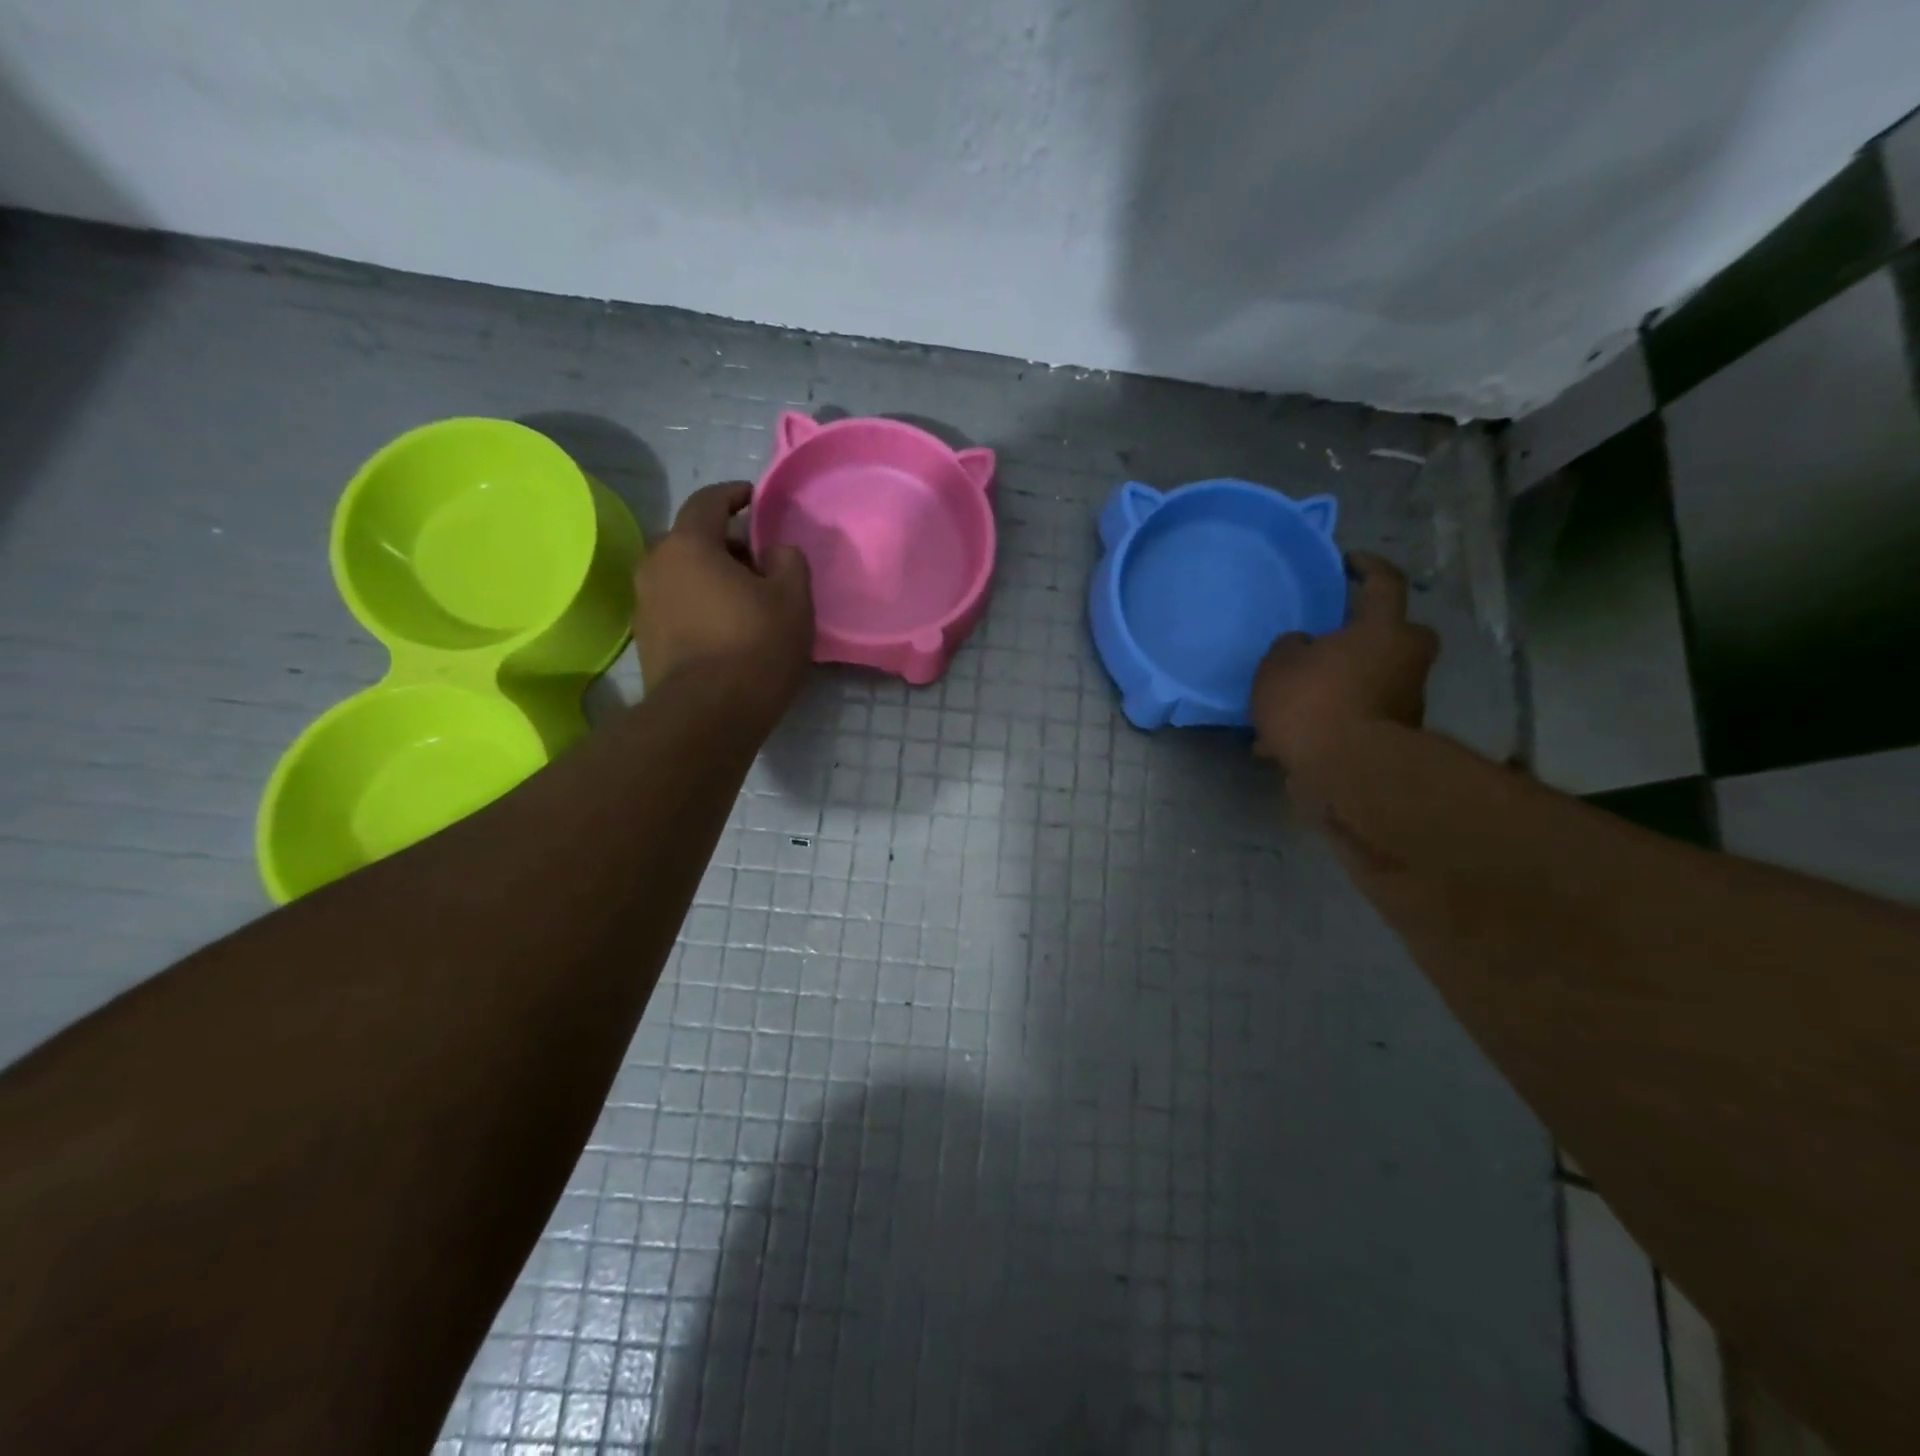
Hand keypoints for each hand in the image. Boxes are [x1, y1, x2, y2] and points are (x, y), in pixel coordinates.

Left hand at [633, 483, 813, 725]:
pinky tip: (726, 630)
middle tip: (758, 563)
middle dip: (725, 544)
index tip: (753, 498)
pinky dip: (699, 605)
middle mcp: (655, 566)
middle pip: (691, 540)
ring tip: (745, 600)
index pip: (708, 502)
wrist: (707, 716)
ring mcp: (645, 606)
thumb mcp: (793, 599)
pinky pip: (676, 606)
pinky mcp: (646, 641)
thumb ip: (788, 561)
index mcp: (688, 544)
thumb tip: (775, 552)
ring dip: (710, 577)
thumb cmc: (755, 646)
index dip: (733, 495)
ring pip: (682, 575)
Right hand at [1251, 552, 1438, 770]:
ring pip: (1371, 680)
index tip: (1349, 561)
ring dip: (1340, 686)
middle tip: (1334, 642)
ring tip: (1289, 706)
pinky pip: (1356, 718)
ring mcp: (1403, 702)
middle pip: (1397, 635)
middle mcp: (1404, 661)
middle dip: (1371, 635)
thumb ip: (1292, 648)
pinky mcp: (1392, 739)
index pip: (1385, 583)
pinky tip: (1286, 741)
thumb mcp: (1279, 665)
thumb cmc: (1313, 702)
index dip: (1368, 566)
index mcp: (1382, 630)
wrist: (1346, 771)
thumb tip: (1304, 647)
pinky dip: (1329, 723)